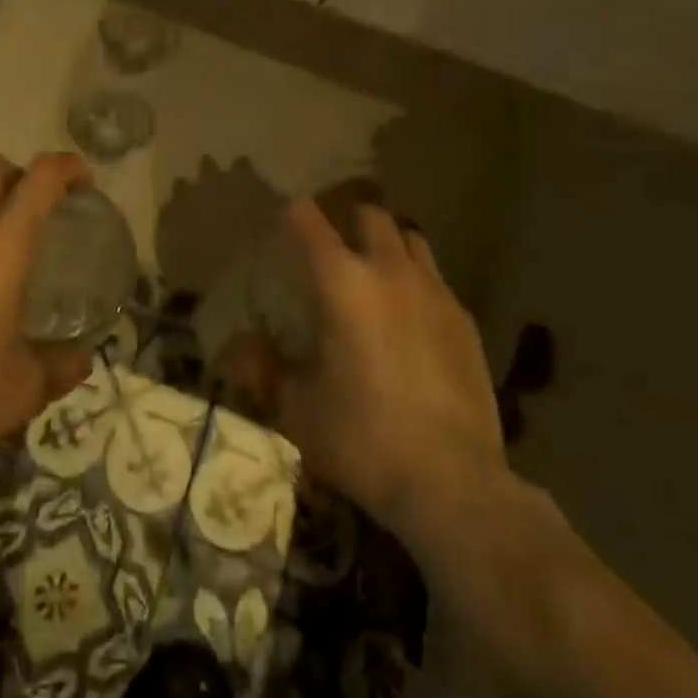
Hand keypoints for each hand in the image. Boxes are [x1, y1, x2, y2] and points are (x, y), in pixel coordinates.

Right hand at [221, 199, 504, 537]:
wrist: (452, 484)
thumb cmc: (361, 438)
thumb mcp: (295, 406)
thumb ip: (261, 367)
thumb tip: (232, 346)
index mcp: (341, 283)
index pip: (308, 220)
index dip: (292, 213)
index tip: (283, 219)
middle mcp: (389, 273)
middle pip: (369, 215)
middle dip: (347, 219)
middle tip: (331, 246)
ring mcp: (434, 293)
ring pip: (411, 239)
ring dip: (388, 245)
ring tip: (375, 273)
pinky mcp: (465, 321)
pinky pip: (436, 280)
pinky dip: (417, 283)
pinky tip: (410, 320)